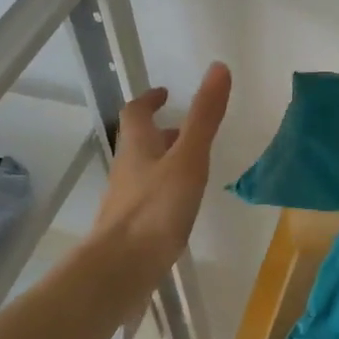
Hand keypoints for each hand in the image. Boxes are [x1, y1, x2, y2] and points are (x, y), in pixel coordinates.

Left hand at [93, 62, 231, 270]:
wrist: (120, 270)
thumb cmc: (156, 208)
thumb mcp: (188, 158)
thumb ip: (204, 116)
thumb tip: (218, 68)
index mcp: (137, 146)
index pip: (136, 112)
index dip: (149, 100)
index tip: (165, 93)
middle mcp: (127, 169)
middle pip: (139, 142)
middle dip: (161, 132)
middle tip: (186, 129)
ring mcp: (126, 201)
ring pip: (144, 171)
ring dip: (164, 162)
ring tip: (192, 166)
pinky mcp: (131, 228)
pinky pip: (148, 199)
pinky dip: (165, 191)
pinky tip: (182, 206)